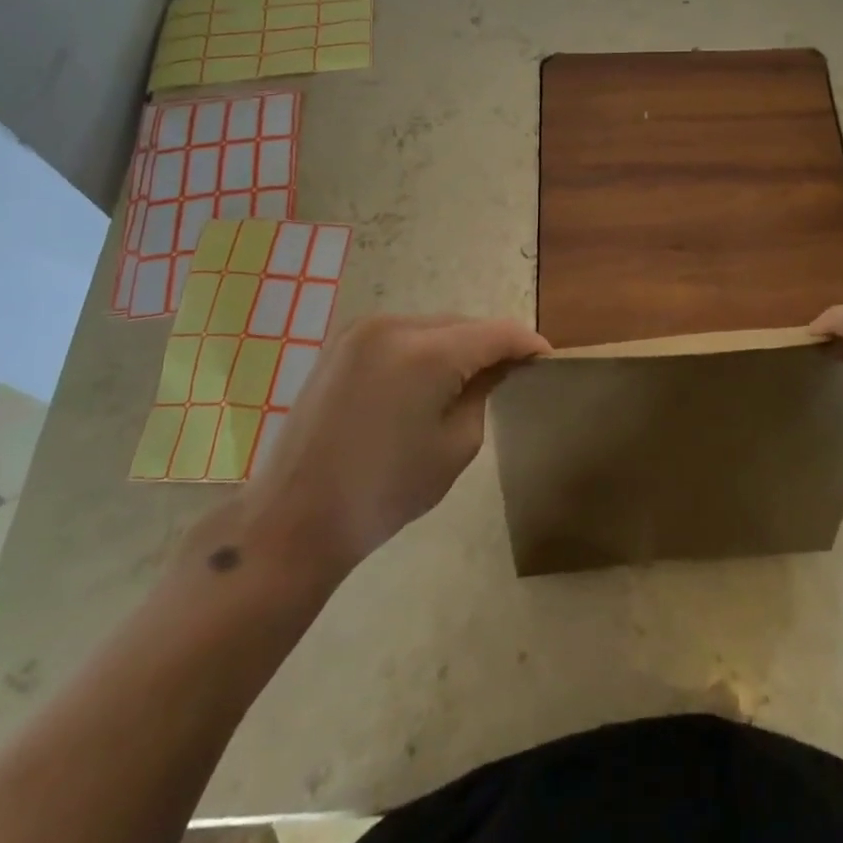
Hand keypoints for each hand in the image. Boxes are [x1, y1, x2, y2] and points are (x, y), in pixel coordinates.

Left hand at [235, 314, 549, 581]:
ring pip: (432, 327)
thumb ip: (483, 393)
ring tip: (471, 379)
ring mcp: (361, 331)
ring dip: (457, 346)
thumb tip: (497, 367)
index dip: (528, 344)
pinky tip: (428, 380)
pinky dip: (424, 350)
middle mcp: (394, 325)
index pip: (497, 332)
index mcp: (427, 352)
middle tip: (512, 375)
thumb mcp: (455, 446)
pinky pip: (401, 336)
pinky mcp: (341, 344)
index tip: (548, 360)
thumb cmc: (385, 492)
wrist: (294, 518)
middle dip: (491, 345)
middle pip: (463, 324)